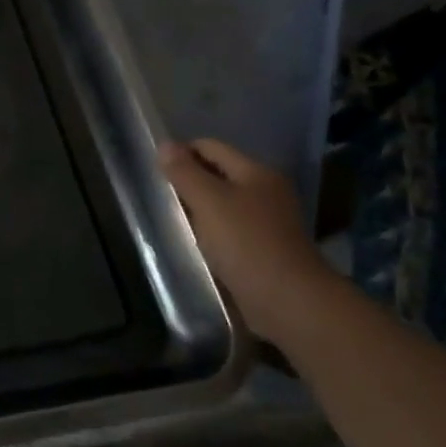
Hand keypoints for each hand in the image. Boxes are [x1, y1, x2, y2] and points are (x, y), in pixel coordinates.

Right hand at [159, 139, 334, 342]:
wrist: (289, 301)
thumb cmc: (246, 243)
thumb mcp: (208, 201)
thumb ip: (184, 172)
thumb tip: (164, 144)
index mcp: (256, 172)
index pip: (210, 147)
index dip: (182, 153)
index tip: (156, 171)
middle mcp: (265, 191)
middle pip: (217, 174)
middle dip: (189, 182)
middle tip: (161, 196)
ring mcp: (267, 221)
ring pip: (222, 203)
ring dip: (198, 209)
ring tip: (173, 220)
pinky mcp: (264, 248)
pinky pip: (229, 229)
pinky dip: (210, 231)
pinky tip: (195, 242)